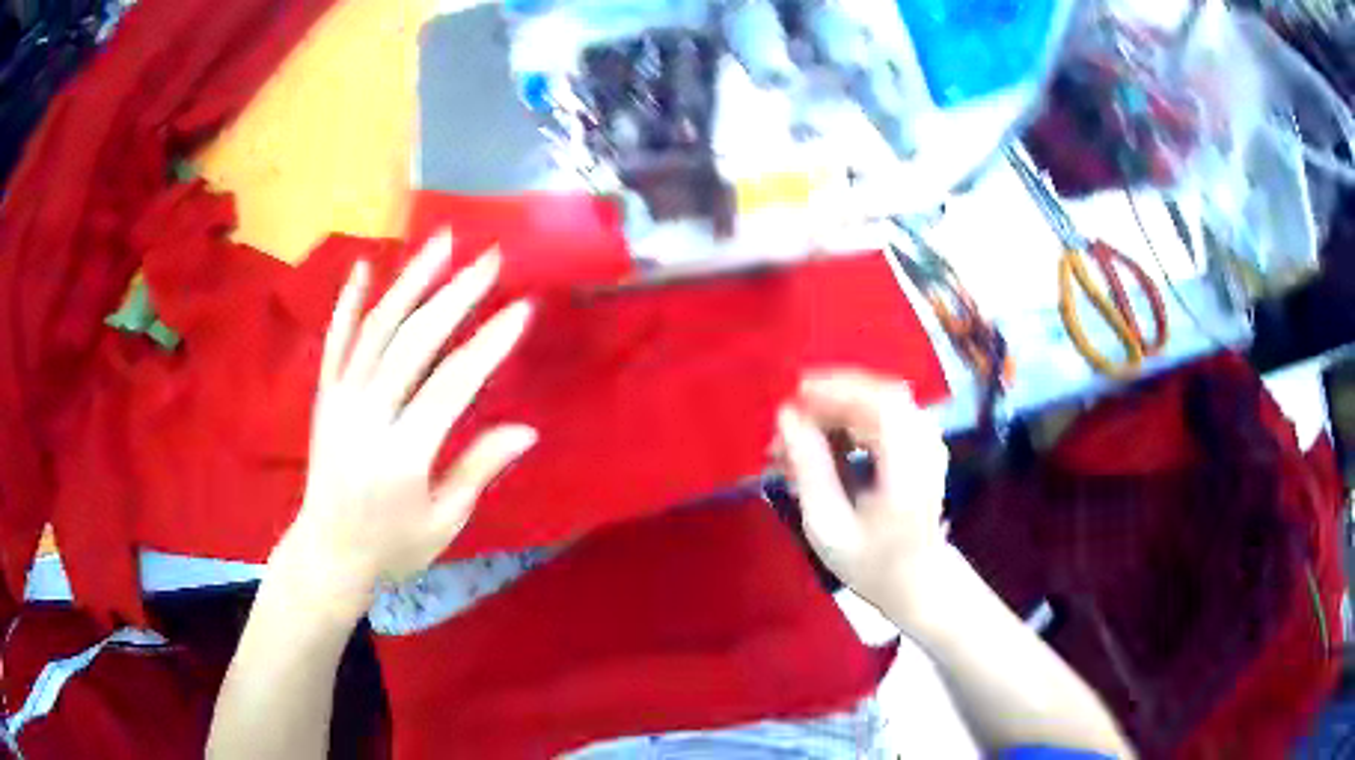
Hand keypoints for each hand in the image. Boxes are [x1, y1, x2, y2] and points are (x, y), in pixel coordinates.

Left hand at [271, 230, 536, 618]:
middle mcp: (367, 416)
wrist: (328, 551)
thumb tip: (526, 430)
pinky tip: (364, 267)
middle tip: (489, 259)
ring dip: (411, 281)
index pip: (452, 384)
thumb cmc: (393, 545)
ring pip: (377, 329)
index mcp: (402, 454)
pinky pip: (336, 341)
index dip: (489, 344)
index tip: (522, 309)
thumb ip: (478, 469)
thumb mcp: (444, 522)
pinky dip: (349, 302)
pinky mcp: (325, 395)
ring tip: (441, 242)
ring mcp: (340, 400)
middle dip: (455, 295)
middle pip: (414, 342)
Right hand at [776, 371, 949, 610]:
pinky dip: (847, 423)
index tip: (794, 397)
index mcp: (909, 469)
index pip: (880, 403)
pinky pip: (881, 415)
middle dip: (827, 402)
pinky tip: (820, 447)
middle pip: (877, 395)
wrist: (918, 583)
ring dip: (833, 413)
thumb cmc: (871, 565)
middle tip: (784, 430)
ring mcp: (928, 442)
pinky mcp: (921, 444)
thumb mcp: (829, 528)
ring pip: (877, 401)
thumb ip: (810, 469)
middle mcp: (926, 445)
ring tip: (794, 445)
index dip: (838, 389)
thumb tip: (787, 418)